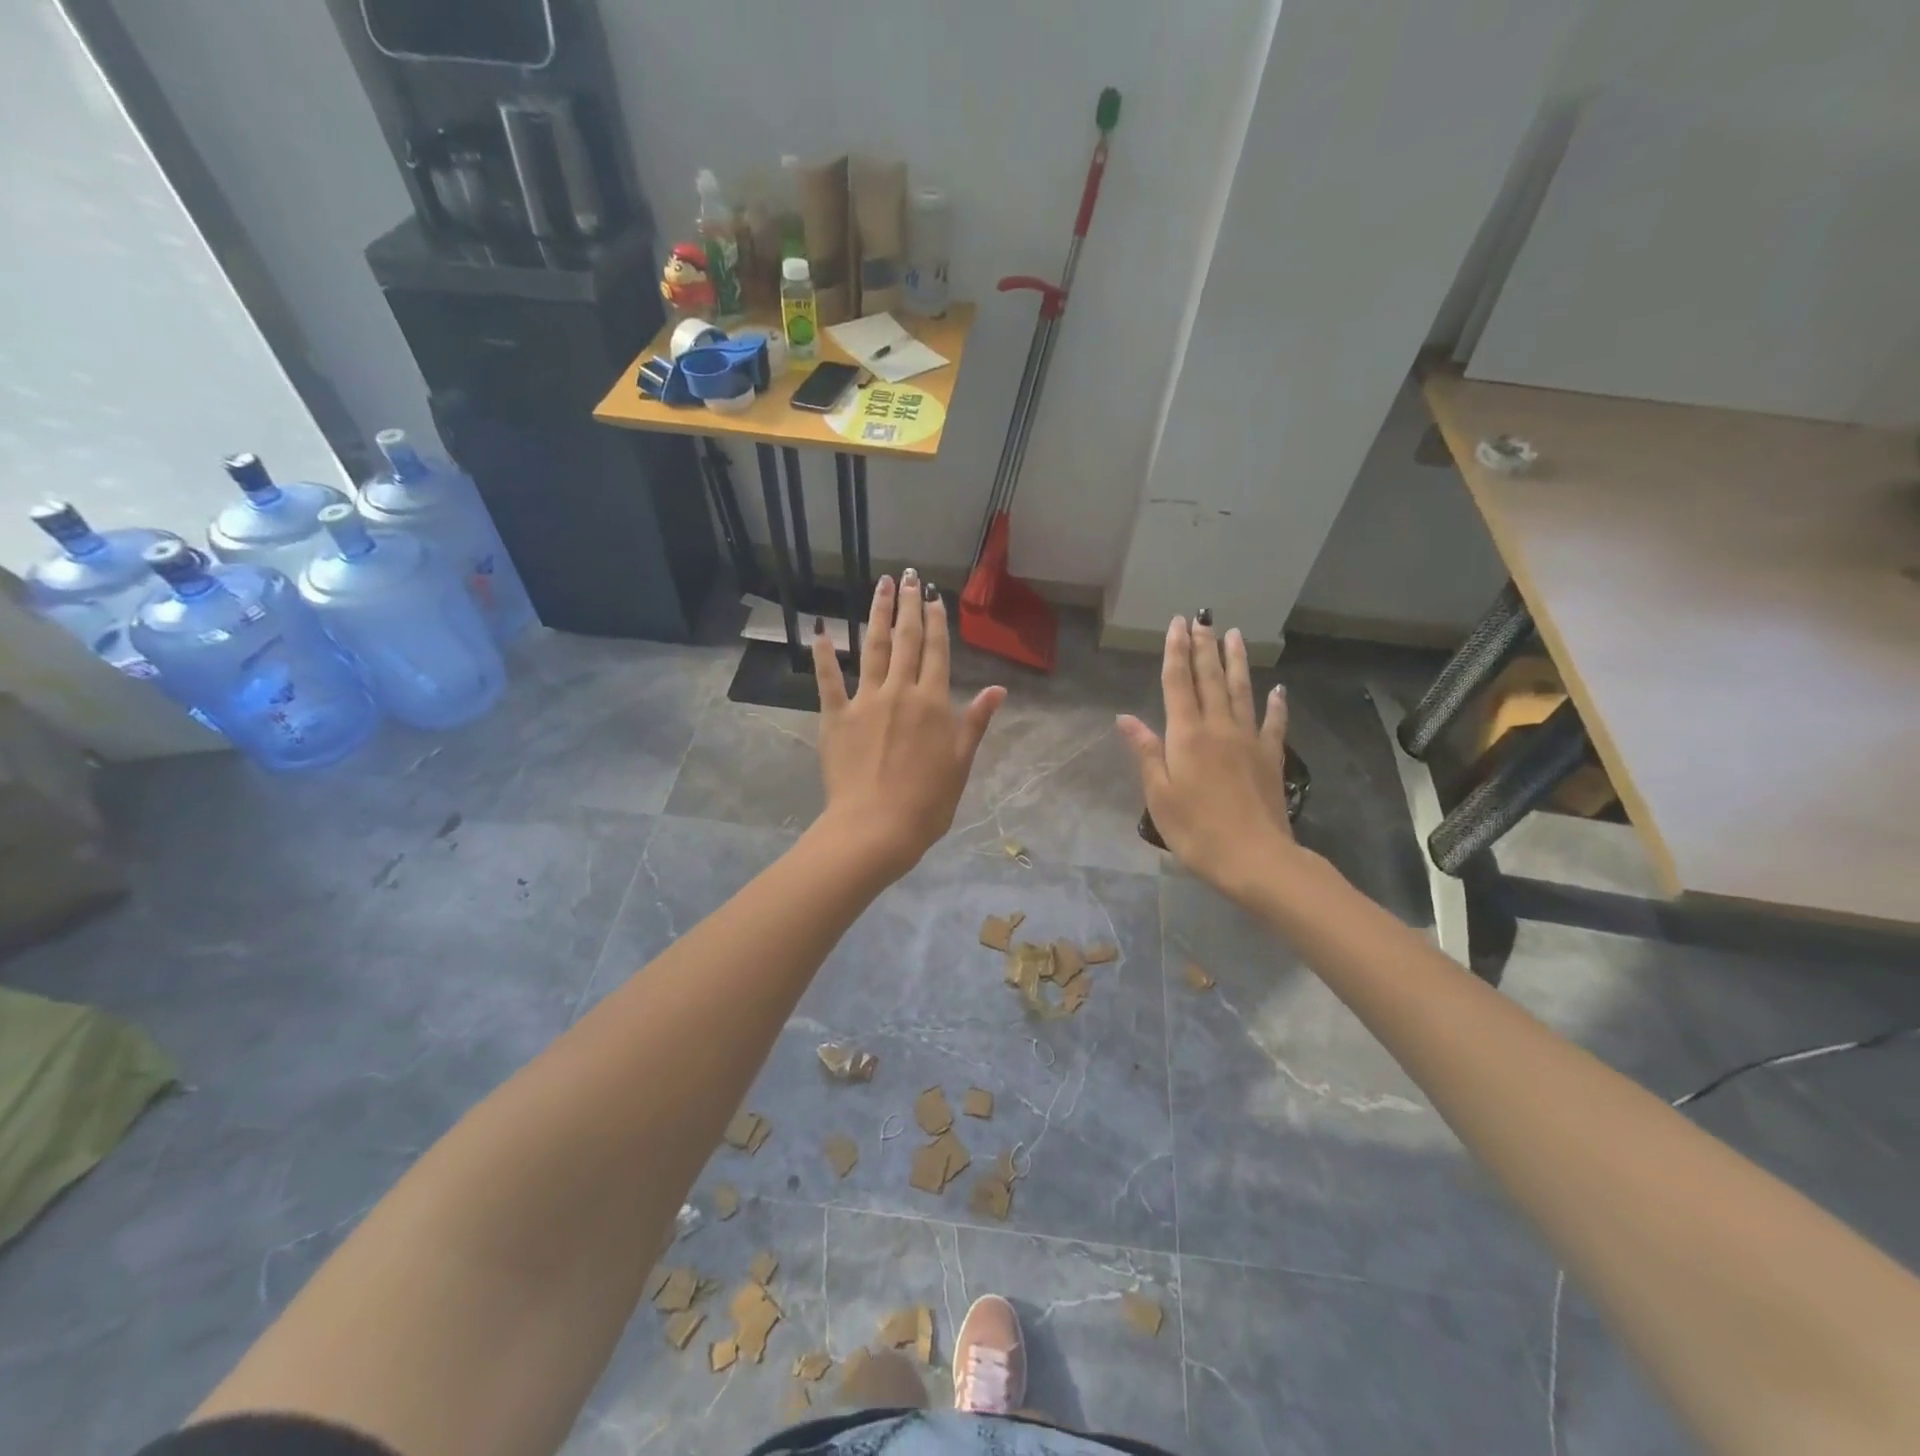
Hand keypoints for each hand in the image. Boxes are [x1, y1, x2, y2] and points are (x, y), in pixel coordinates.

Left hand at [812, 570, 1006, 880]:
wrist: (877, 827)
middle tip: (909, 577)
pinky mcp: (835, 717)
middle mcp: (900, 692)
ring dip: (876, 614)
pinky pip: (828, 680)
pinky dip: (824, 655)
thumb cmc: (928, 802)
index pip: (937, 652)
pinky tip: (822, 630)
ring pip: (872, 648)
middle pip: (906, 640)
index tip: (934, 597)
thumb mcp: (962, 762)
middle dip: (909, 606)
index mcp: (933, 702)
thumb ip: (976, 721)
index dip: (937, 622)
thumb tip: (999, 689)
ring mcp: (865, 701)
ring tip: (881, 586)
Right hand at [1116, 617, 1297, 897]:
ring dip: (1236, 662)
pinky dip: (1276, 703)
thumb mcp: (1159, 795)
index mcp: (1186, 736)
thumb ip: (1146, 752)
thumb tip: (1125, 717)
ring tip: (1234, 635)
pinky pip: (1274, 723)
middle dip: (1203, 647)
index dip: (1175, 652)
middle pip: (1210, 679)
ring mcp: (1249, 741)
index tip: (1177, 624)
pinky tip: (1279, 688)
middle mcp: (1218, 728)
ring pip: (1241, 691)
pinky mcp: (1271, 757)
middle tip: (1201, 619)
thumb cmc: (1196, 830)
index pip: (1177, 684)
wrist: (1255, 858)